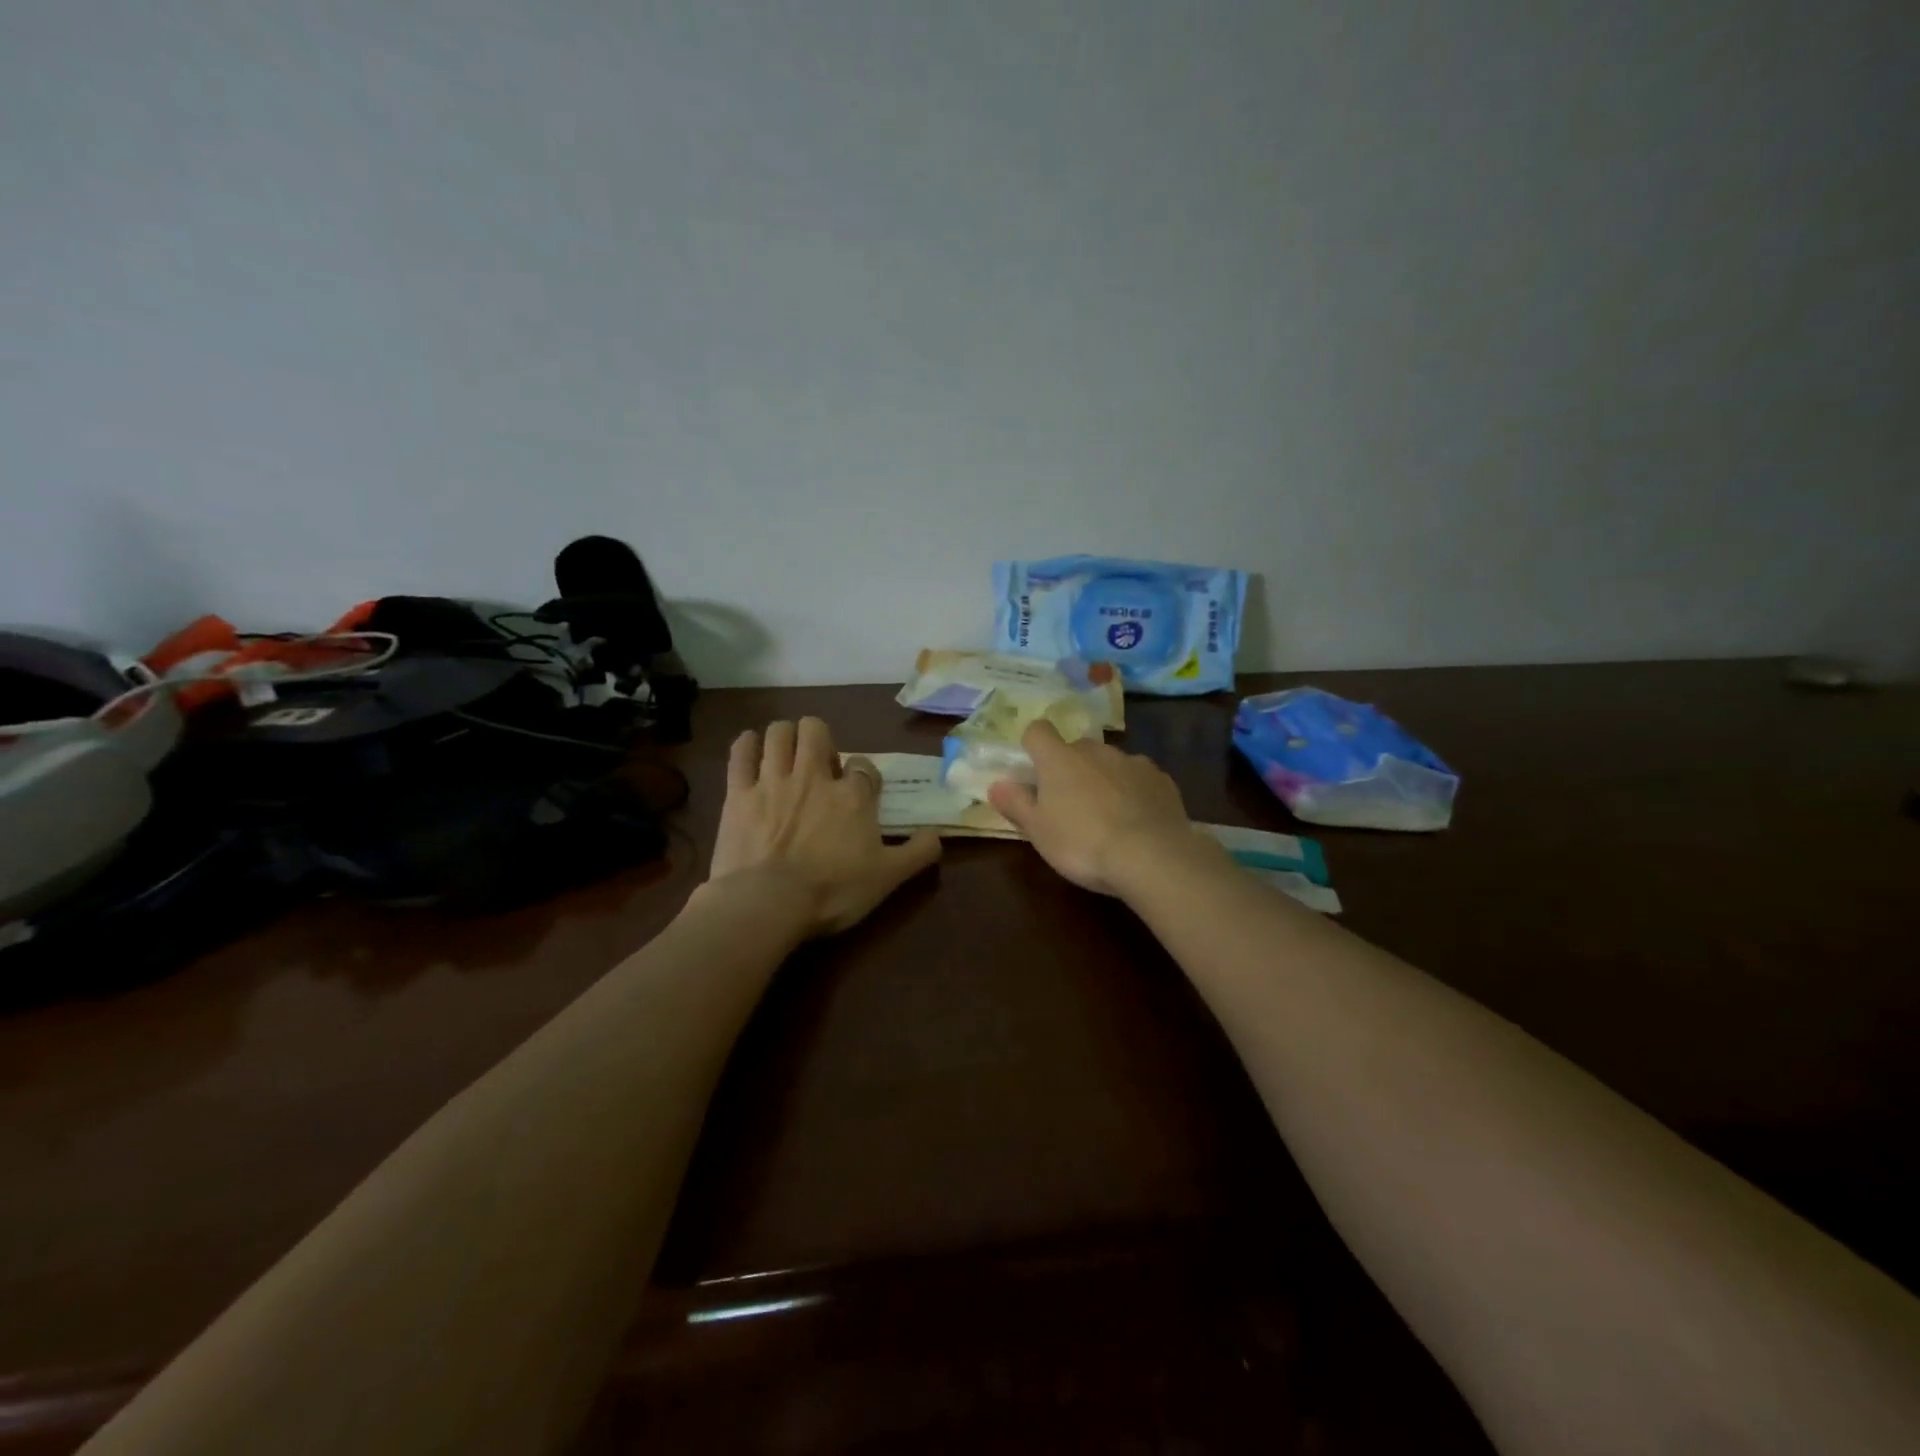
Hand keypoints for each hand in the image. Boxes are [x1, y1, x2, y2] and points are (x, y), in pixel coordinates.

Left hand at [707, 718, 940, 935]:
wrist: (769, 903)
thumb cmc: (833, 891)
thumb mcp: (888, 878)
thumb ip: (918, 853)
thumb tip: (937, 834)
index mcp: (853, 795)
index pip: (863, 766)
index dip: (862, 773)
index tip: (859, 789)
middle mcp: (814, 776)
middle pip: (816, 731)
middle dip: (819, 739)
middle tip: (819, 765)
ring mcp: (773, 781)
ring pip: (779, 733)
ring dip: (785, 736)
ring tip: (787, 753)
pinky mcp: (738, 793)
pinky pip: (740, 753)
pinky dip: (747, 744)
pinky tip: (751, 748)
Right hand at [987, 721, 1197, 897]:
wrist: (1151, 857)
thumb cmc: (1082, 843)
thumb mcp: (1038, 831)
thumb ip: (1016, 804)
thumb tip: (996, 784)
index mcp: (1059, 759)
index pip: (1037, 731)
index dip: (1032, 745)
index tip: (1033, 770)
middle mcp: (1096, 751)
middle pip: (1076, 748)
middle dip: (1071, 768)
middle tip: (1068, 804)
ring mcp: (1133, 762)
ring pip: (1110, 763)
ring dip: (1103, 779)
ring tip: (1106, 816)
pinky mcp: (1162, 779)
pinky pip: (1139, 778)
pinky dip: (1134, 791)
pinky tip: (1136, 820)